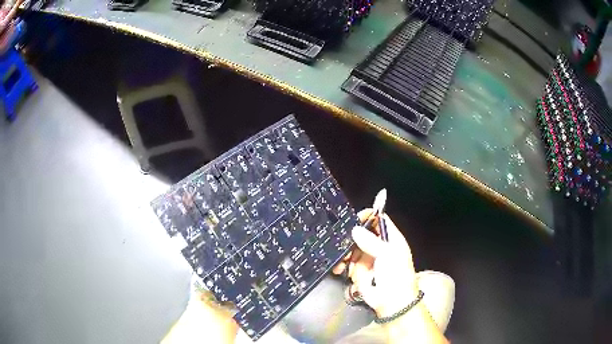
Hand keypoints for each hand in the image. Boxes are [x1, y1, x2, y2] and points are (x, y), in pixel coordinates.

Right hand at [332, 209, 417, 316]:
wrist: (391, 302)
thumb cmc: (396, 276)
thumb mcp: (387, 255)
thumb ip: (371, 241)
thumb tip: (356, 229)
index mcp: (390, 239)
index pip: (379, 220)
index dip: (368, 216)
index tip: (355, 218)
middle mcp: (378, 247)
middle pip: (361, 233)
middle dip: (351, 236)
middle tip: (344, 240)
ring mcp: (367, 259)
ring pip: (351, 248)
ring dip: (345, 252)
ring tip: (342, 259)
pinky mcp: (358, 271)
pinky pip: (346, 263)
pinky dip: (341, 264)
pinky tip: (339, 267)